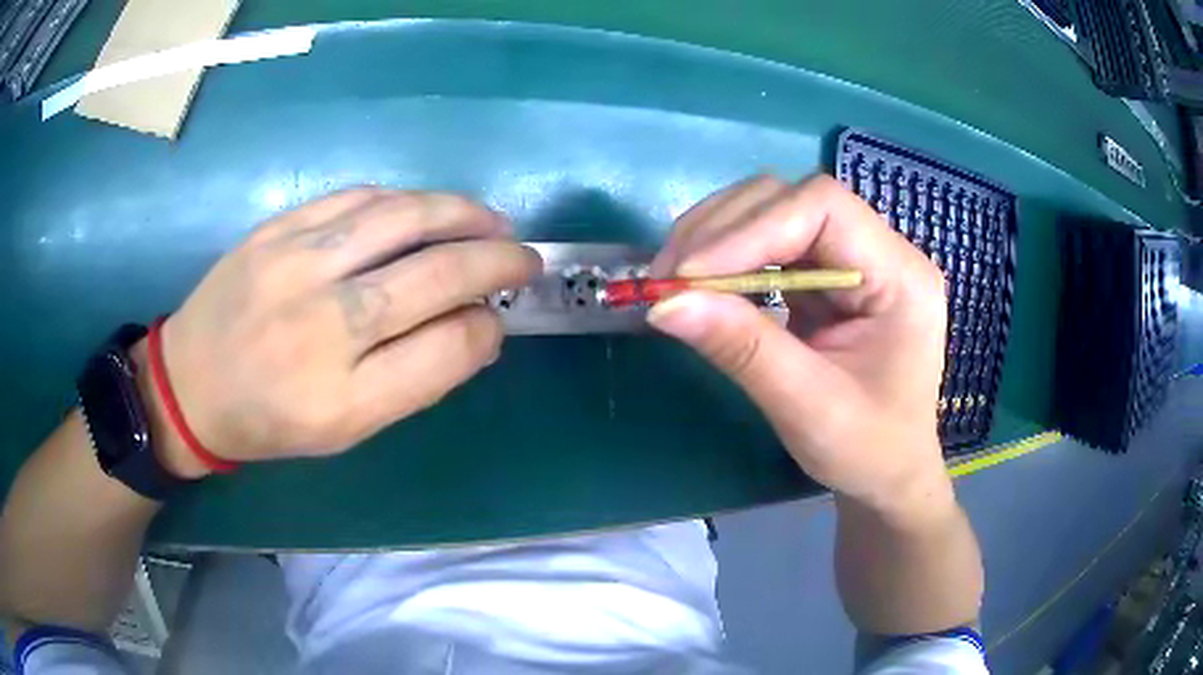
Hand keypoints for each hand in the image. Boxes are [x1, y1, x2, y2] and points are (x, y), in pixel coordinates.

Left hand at [145, 188, 540, 476]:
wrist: (189, 382)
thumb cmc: (269, 420)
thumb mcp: (344, 430)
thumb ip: (413, 381)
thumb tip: (474, 326)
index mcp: (344, 397)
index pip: (446, 349)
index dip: (487, 329)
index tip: (497, 321)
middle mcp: (324, 325)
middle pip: (435, 275)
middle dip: (497, 260)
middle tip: (525, 257)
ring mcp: (297, 265)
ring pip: (403, 219)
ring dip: (462, 214)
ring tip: (490, 221)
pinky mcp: (278, 229)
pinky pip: (358, 198)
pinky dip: (405, 200)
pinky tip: (425, 209)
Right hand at [649, 174, 949, 517]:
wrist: (888, 473)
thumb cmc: (868, 450)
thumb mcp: (809, 409)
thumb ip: (745, 350)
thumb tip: (665, 304)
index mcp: (901, 276)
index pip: (824, 208)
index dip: (751, 229)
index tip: (689, 276)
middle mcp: (882, 251)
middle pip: (792, 199)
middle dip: (722, 230)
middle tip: (665, 277)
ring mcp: (853, 258)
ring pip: (774, 211)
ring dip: (715, 237)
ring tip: (673, 280)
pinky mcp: (827, 275)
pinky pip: (769, 244)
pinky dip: (726, 258)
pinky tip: (700, 285)